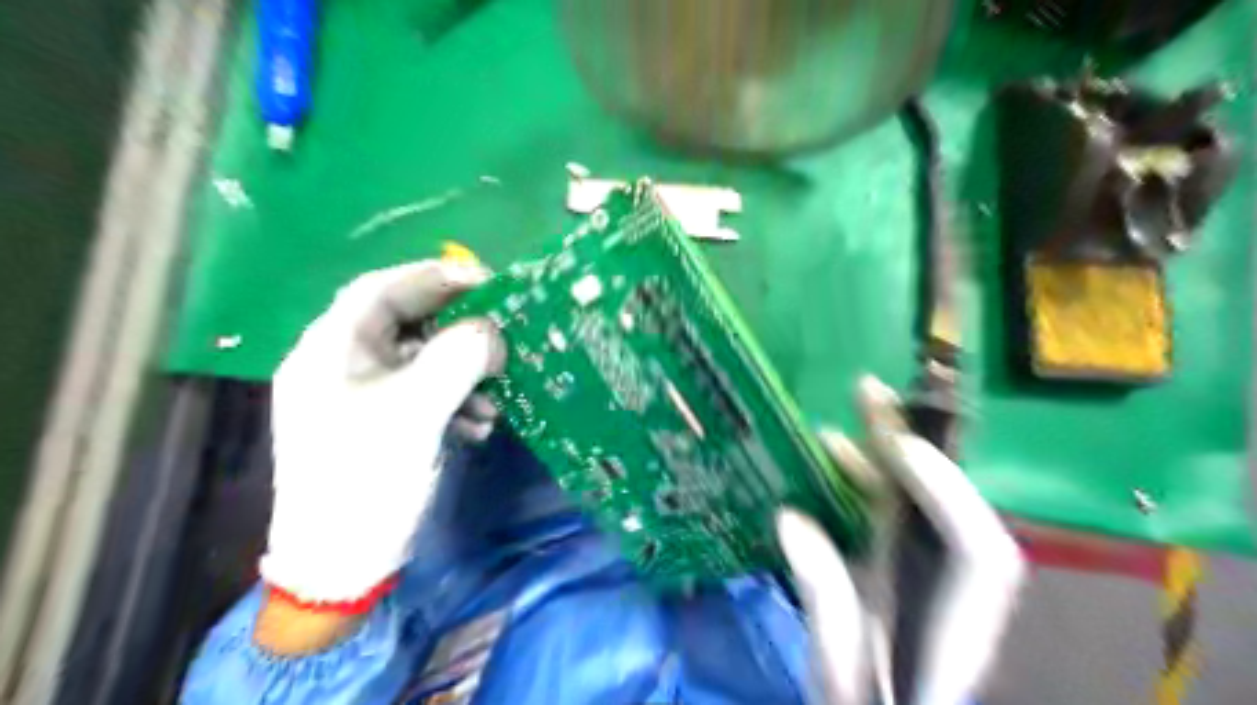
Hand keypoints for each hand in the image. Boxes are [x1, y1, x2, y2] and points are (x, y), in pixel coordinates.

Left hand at [262, 261, 504, 608]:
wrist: (340, 562)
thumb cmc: (366, 479)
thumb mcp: (415, 413)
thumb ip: (456, 360)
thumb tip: (492, 331)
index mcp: (332, 348)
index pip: (384, 288)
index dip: (437, 277)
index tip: (490, 282)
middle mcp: (342, 363)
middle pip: (406, 323)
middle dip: (458, 329)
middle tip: (502, 335)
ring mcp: (360, 394)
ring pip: (420, 359)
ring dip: (462, 370)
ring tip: (494, 394)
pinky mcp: (379, 422)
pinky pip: (423, 391)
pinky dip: (455, 399)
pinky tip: (479, 424)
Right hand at [776, 377, 1030, 704]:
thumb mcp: (837, 674)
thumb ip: (824, 602)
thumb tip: (791, 518)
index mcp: (950, 625)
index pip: (979, 554)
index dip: (950, 495)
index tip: (900, 450)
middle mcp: (947, 586)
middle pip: (951, 505)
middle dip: (915, 445)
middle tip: (873, 395)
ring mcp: (924, 571)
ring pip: (918, 498)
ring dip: (888, 448)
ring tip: (855, 405)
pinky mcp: (899, 563)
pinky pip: (891, 507)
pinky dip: (866, 474)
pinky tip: (835, 452)